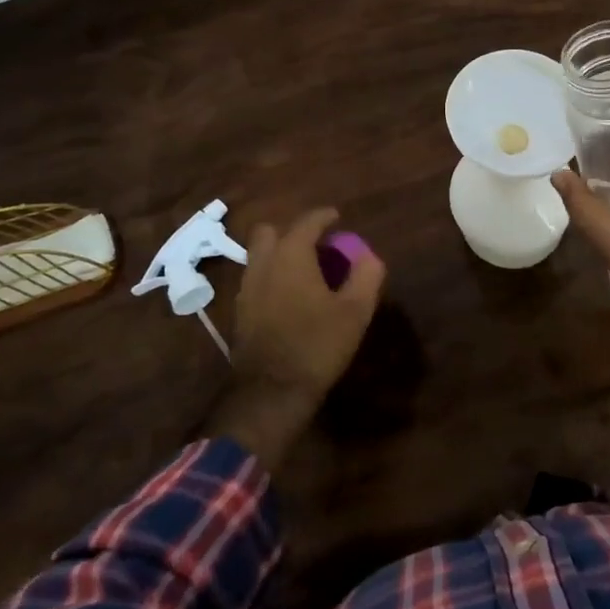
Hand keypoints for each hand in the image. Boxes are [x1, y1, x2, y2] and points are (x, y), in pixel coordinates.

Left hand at [205, 207, 385, 470]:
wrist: (271, 392)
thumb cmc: (317, 344)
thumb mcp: (355, 311)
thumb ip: (366, 276)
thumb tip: (369, 256)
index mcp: (291, 256)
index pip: (306, 222)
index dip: (324, 216)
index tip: (337, 217)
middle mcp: (263, 264)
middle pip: (271, 232)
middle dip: (292, 231)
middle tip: (316, 245)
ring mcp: (246, 289)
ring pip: (260, 256)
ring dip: (279, 254)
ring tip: (305, 271)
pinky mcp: (239, 312)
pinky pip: (255, 279)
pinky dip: (271, 276)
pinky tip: (289, 296)